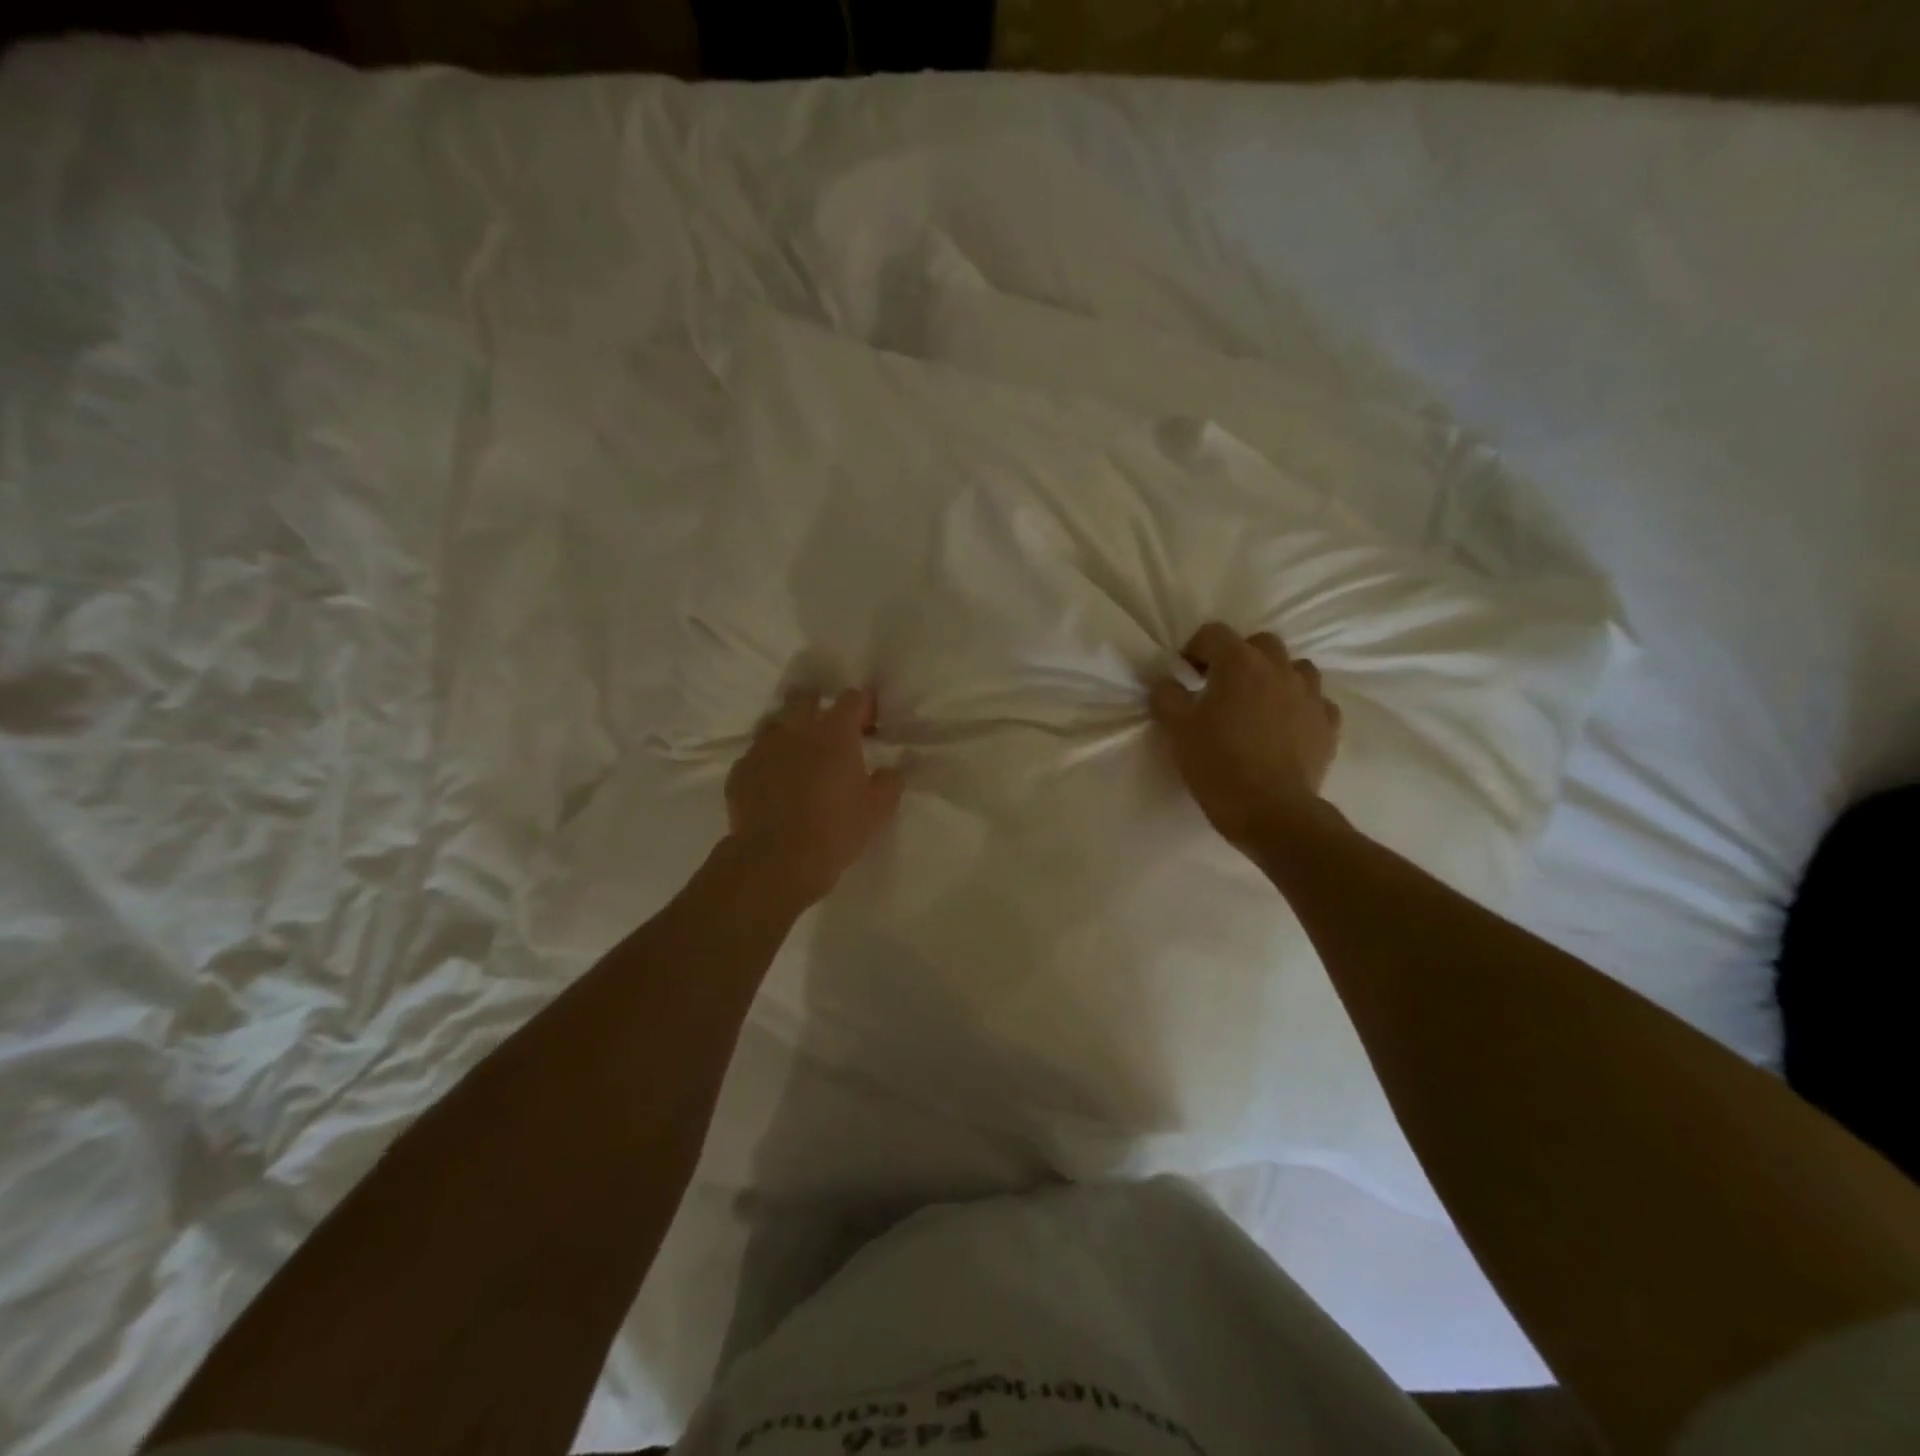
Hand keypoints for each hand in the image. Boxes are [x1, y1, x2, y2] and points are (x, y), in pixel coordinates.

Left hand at [724, 687, 903, 906]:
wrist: (775, 861)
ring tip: (798, 754)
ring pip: (775, 724)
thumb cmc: (835, 830)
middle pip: (805, 698)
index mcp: (834, 734)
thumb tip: (890, 771)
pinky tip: (772, 783)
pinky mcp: (739, 772)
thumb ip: (889, 782)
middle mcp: (796, 730)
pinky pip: (754, 757)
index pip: (852, 699)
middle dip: (818, 705)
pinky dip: (766, 763)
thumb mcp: (878, 810)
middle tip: (829, 730)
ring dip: (789, 732)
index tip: (869, 725)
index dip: (864, 707)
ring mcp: (762, 749)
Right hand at [1149, 624, 1342, 851]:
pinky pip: (1315, 702)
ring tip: (1258, 705)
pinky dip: (1299, 707)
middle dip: (1238, 658)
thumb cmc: (1217, 764)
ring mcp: (1311, 695)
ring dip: (1274, 678)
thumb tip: (1167, 681)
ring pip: (1294, 668)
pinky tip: (1286, 728)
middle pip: (1259, 643)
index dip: (1194, 649)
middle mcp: (1279, 669)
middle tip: (1221, 687)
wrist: (1271, 812)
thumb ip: (1167, 696)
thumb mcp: (1177, 729)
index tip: (1186, 675)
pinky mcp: (1328, 724)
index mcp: (1240, 663)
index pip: (1213, 634)